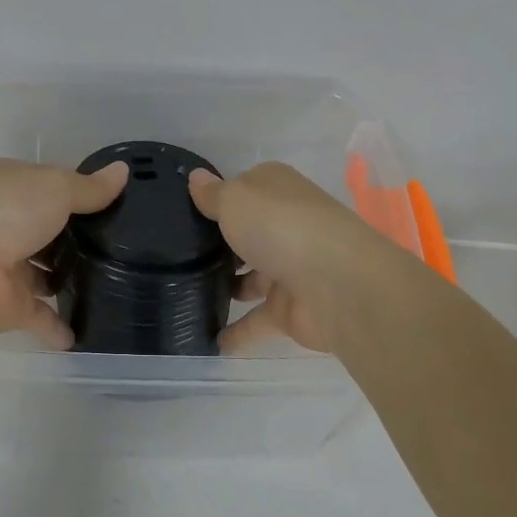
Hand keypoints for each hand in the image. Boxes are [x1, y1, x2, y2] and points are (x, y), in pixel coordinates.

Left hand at [0, 158, 127, 346]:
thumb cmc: (6, 209)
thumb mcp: (56, 186)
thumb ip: (90, 188)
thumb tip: (124, 170)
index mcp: (12, 188)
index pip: (49, 189)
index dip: (78, 195)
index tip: (113, 205)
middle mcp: (7, 225)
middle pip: (48, 233)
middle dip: (75, 240)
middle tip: (123, 248)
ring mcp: (8, 268)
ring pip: (44, 275)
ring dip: (67, 281)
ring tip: (114, 285)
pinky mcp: (10, 307)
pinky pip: (42, 317)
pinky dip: (60, 326)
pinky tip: (87, 333)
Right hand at [189, 162, 397, 352]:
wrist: (336, 284)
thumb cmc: (280, 227)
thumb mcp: (235, 199)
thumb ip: (213, 194)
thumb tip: (196, 176)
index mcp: (277, 190)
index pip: (244, 189)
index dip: (220, 198)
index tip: (187, 212)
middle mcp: (286, 226)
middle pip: (249, 233)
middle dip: (222, 244)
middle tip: (180, 256)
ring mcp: (291, 268)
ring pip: (253, 277)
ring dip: (230, 286)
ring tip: (187, 294)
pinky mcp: (292, 309)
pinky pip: (258, 320)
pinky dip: (238, 331)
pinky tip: (210, 341)